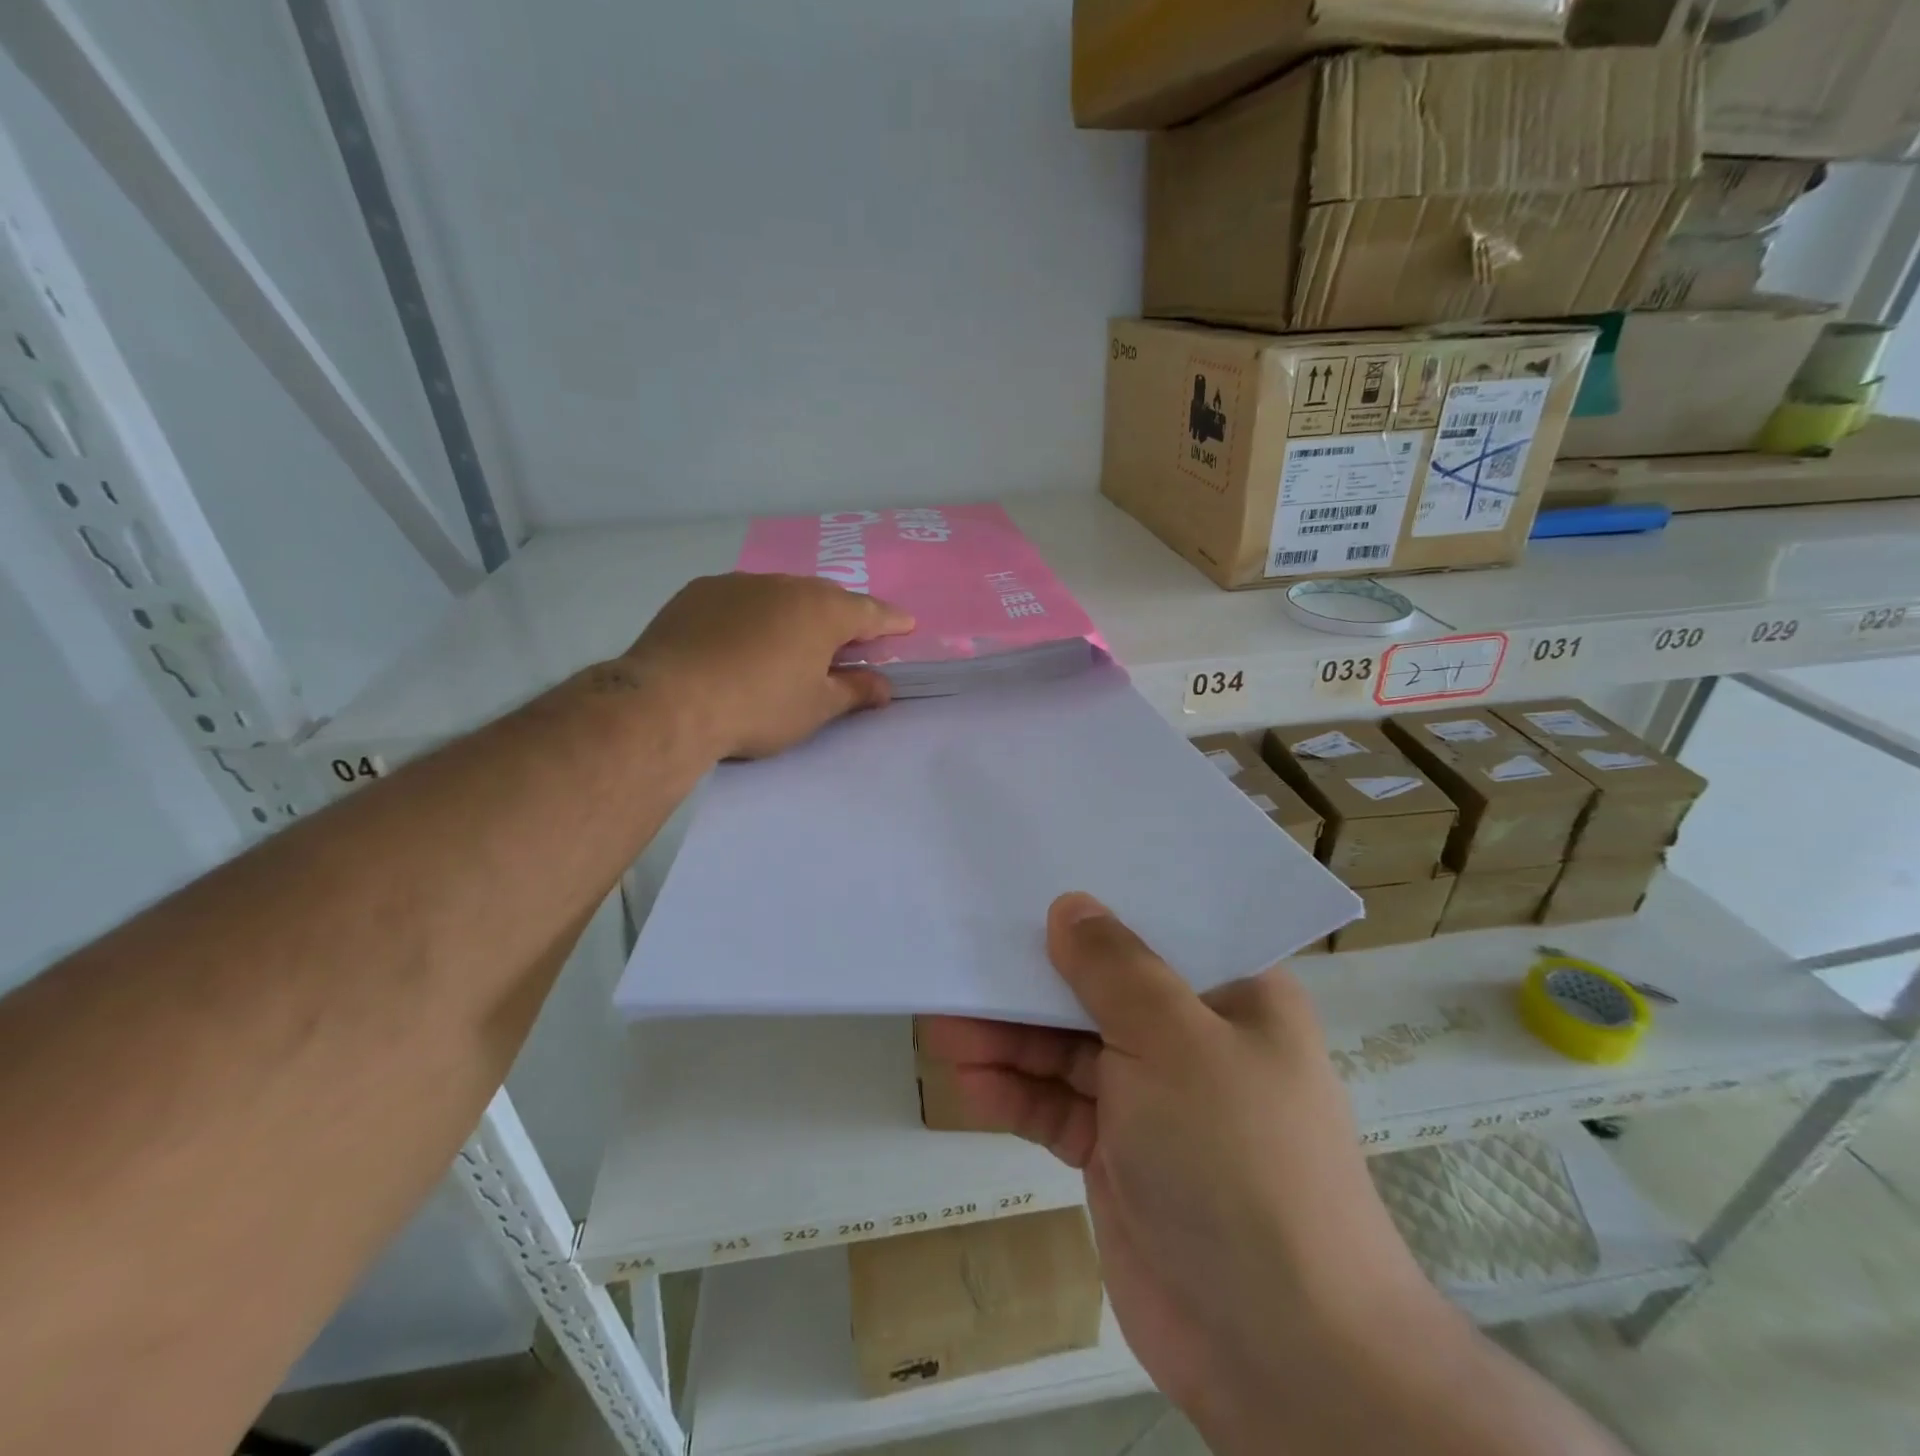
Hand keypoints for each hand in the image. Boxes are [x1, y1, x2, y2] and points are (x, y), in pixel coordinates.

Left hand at [623, 573, 913, 759]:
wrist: (670, 702)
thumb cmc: (758, 707)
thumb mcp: (816, 708)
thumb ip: (854, 692)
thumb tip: (883, 686)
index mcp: (822, 611)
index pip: (870, 612)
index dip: (891, 621)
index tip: (906, 626)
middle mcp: (784, 585)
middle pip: (825, 597)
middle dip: (841, 616)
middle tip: (847, 639)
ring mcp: (738, 584)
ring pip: (780, 594)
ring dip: (793, 613)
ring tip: (790, 640)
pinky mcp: (698, 592)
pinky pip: (740, 599)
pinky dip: (752, 614)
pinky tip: (740, 640)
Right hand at [917, 894, 1435, 1447]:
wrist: (1279, 1353)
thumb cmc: (1237, 1157)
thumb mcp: (1174, 1040)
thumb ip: (1114, 968)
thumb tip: (1069, 906)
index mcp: (1234, 994)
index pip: (1158, 928)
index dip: (1095, 908)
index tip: (1029, 887)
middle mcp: (1196, 1039)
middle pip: (1101, 990)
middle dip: (1032, 983)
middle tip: (963, 965)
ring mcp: (1156, 1100)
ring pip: (1070, 1050)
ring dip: (1011, 1042)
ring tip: (942, 1031)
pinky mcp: (1120, 1155)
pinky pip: (1060, 1108)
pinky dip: (1018, 1095)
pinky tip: (970, 1085)